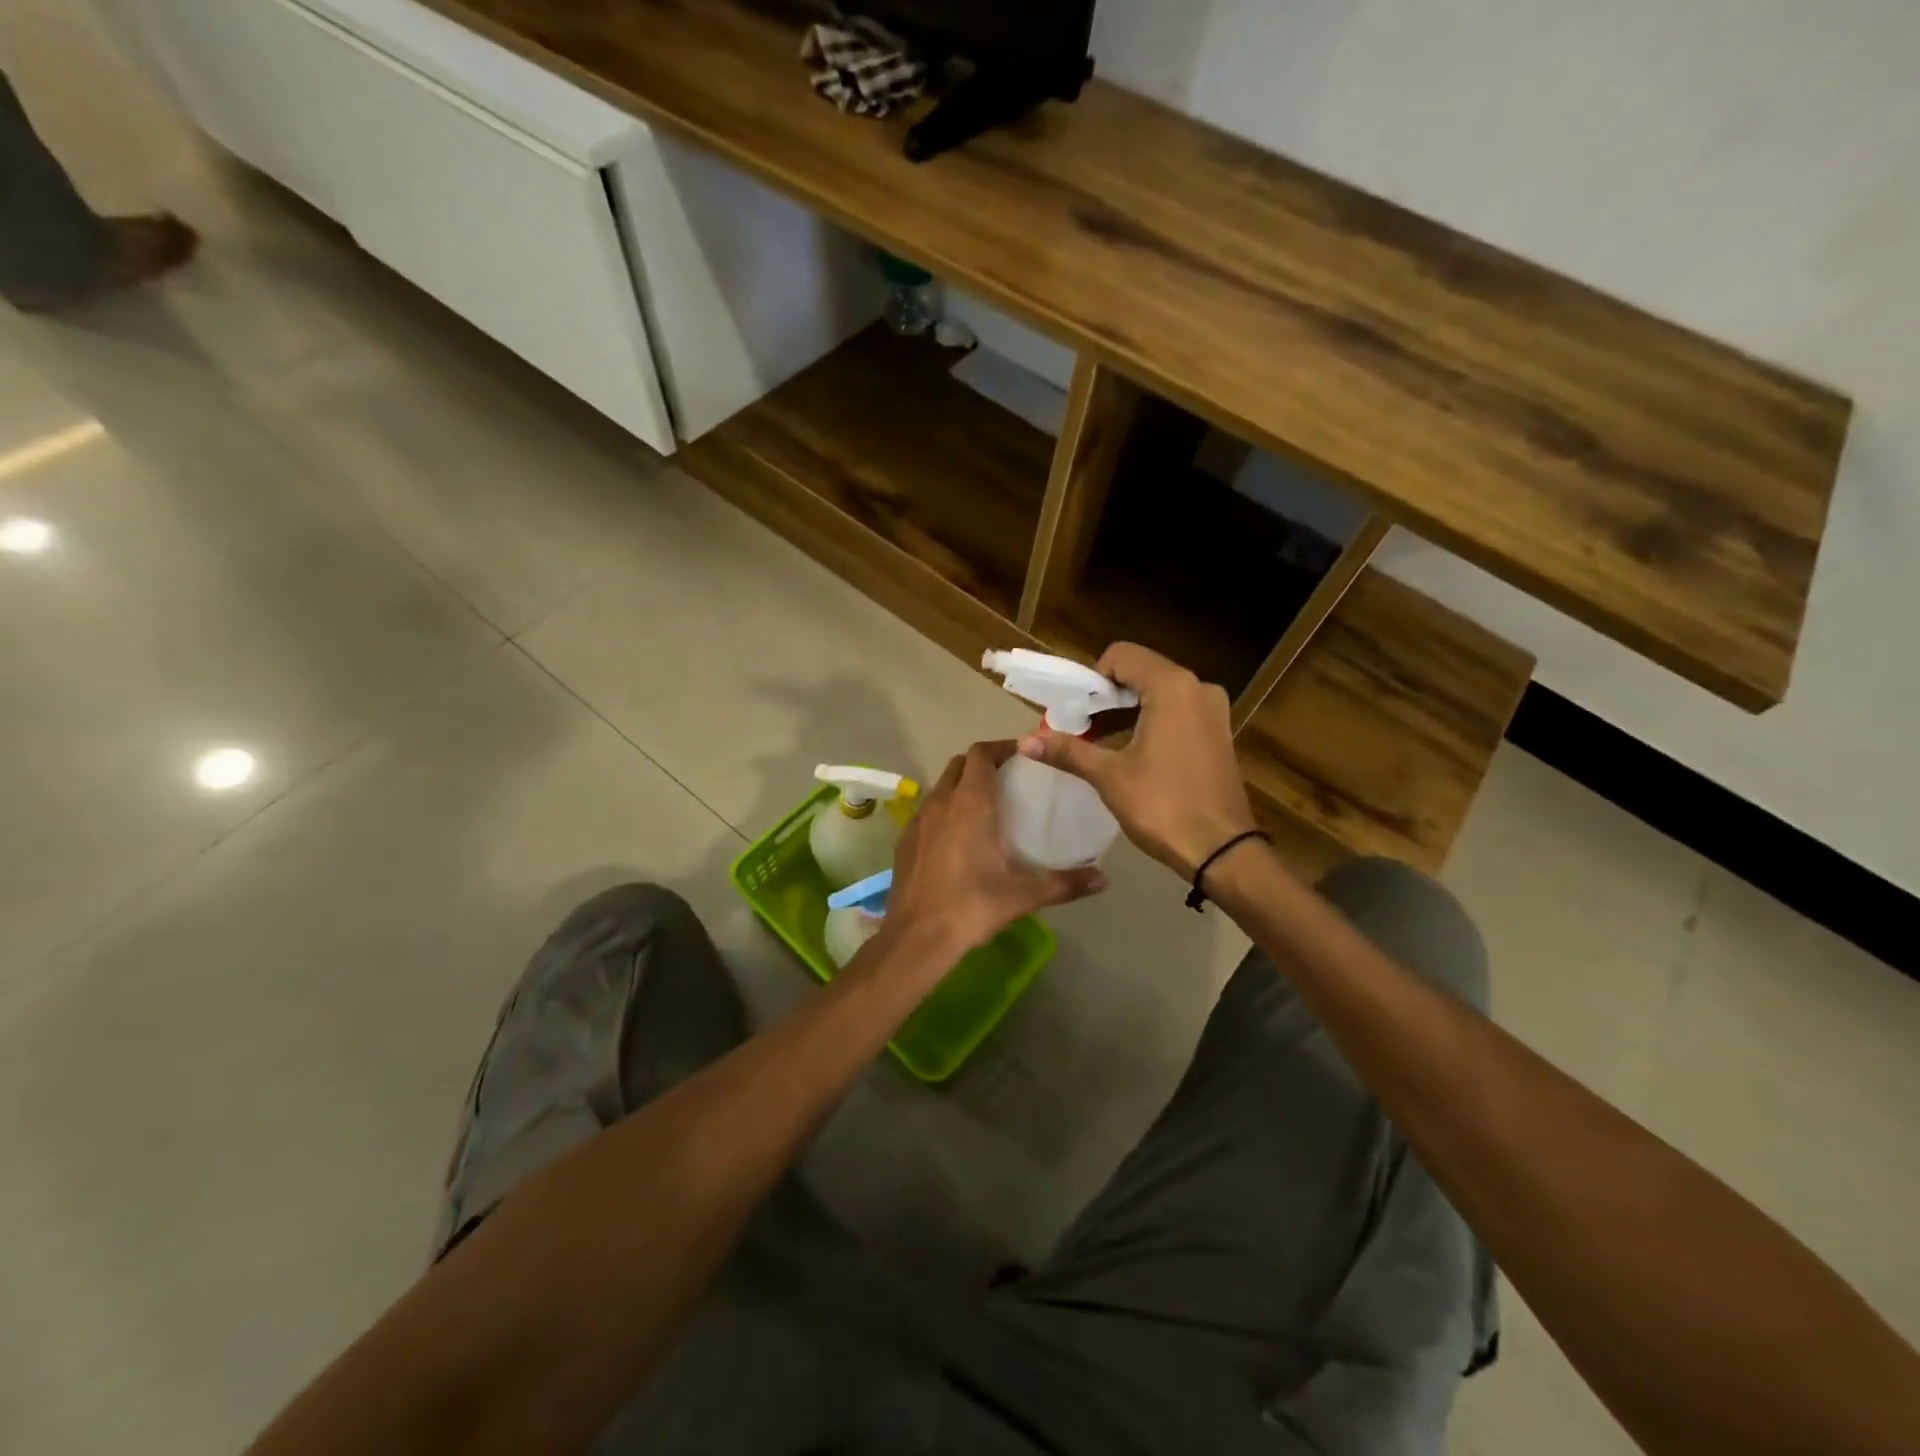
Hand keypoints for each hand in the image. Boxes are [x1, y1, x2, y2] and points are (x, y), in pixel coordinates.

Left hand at [887, 742, 1106, 953]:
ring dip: (962, 785)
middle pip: (960, 764)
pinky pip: (928, 810)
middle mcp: (942, 801)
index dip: (1002, 748)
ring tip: (986, 805)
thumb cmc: (973, 906)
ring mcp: (918, 819)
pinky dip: (945, 809)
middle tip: (1008, 778)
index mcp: (971, 803)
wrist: (917, 936)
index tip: (1023, 755)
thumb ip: (1065, 883)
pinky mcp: (904, 839)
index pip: (982, 753)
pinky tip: (958, 837)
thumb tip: (1103, 880)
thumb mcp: (1024, 896)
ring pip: (942, 786)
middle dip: (983, 763)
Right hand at [1019, 643, 1258, 879]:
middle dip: (1105, 696)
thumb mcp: (1110, 776)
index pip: (1122, 656)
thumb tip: (1025, 742)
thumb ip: (1068, 751)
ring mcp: (1212, 710)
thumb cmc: (1163, 807)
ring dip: (1125, 709)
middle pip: (1140, 671)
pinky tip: (1128, 750)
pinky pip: (1176, 710)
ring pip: (1158, 692)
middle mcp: (1198, 688)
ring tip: (1097, 741)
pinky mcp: (1217, 732)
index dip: (1091, 679)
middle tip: (1078, 727)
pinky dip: (1148, 720)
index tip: (1074, 711)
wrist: (1222, 852)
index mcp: (1172, 687)